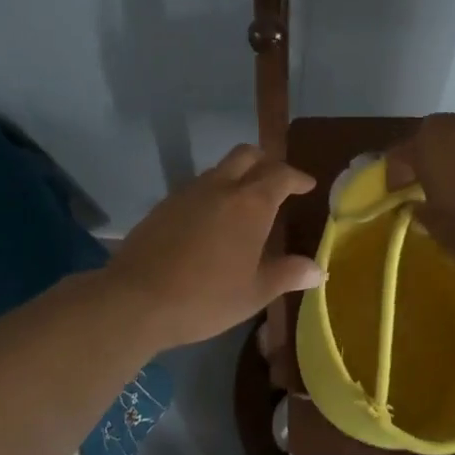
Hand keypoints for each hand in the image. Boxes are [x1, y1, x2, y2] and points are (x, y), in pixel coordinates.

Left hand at [106, 145, 323, 350]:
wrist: (137, 299)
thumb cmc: (206, 297)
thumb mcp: (254, 292)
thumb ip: (288, 274)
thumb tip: (318, 269)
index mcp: (250, 204)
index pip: (280, 175)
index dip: (297, 177)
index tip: (307, 185)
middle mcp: (219, 187)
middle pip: (246, 155)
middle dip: (266, 162)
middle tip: (277, 182)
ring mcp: (187, 193)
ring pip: (218, 169)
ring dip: (236, 176)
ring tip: (244, 204)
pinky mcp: (163, 205)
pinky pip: (196, 188)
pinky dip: (212, 193)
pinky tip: (211, 222)